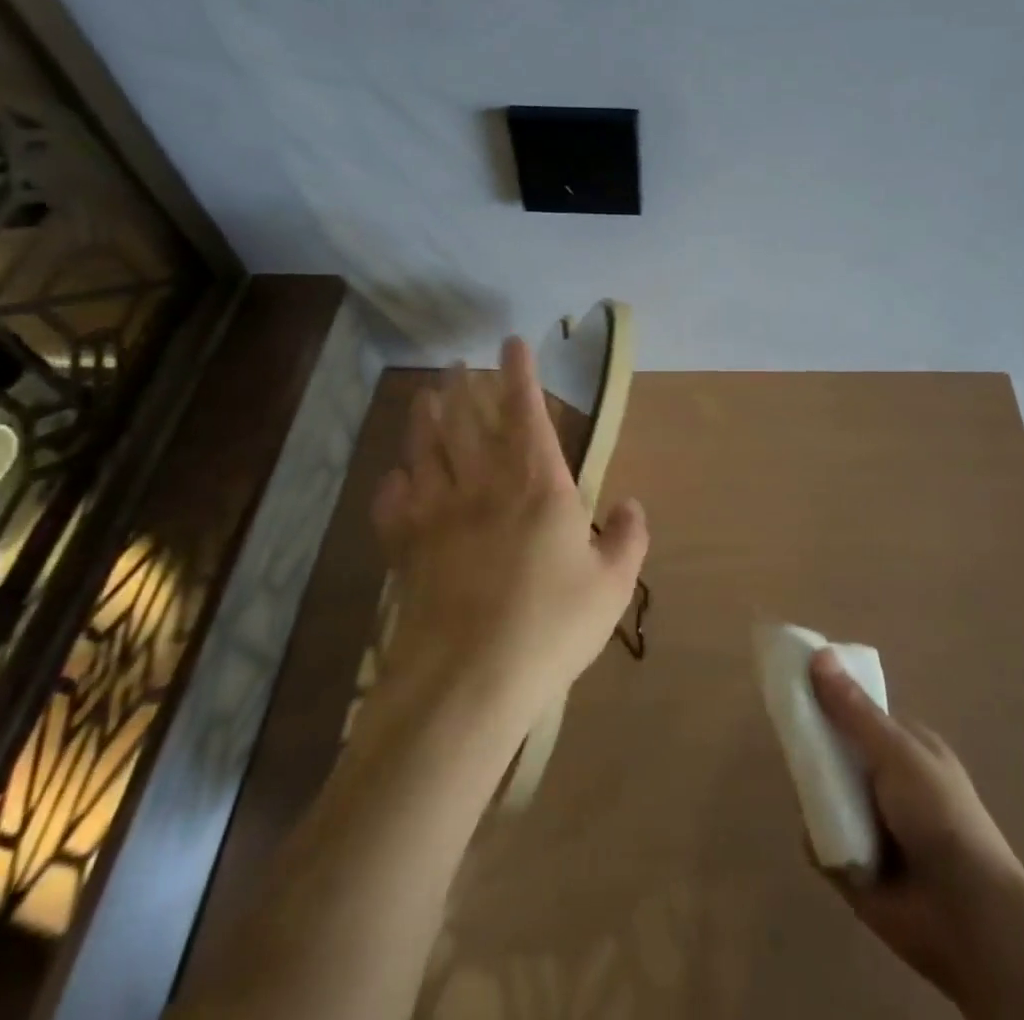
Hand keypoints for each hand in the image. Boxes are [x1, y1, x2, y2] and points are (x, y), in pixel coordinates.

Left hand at [371, 335, 648, 721]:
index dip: (519, 373)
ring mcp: (438, 514)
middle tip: (457, 362)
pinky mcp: (406, 549)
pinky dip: (392, 485)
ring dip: (425, 419)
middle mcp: (483, 484)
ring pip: (427, 450)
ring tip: (425, 396)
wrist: (467, 680)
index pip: (526, 411)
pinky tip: (394, 476)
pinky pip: (393, 505)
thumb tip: (631, 503)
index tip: (512, 343)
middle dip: (464, 386)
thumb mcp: (612, 585)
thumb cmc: (550, 626)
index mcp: (537, 483)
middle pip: (468, 421)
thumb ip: (628, 538)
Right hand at [809, 649, 1023, 1015]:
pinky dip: (816, 838)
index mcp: (904, 747)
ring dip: (812, 793)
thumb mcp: (896, 751)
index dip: (828, 698)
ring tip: (805, 789)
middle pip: (834, 751)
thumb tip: (818, 653)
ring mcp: (869, 822)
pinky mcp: (854, 865)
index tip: (795, 686)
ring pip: (823, 793)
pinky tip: (818, 836)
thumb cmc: (940, 816)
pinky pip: (820, 840)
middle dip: (814, 747)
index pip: (856, 712)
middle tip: (789, 739)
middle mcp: (885, 781)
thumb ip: (853, 710)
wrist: (968, 917)